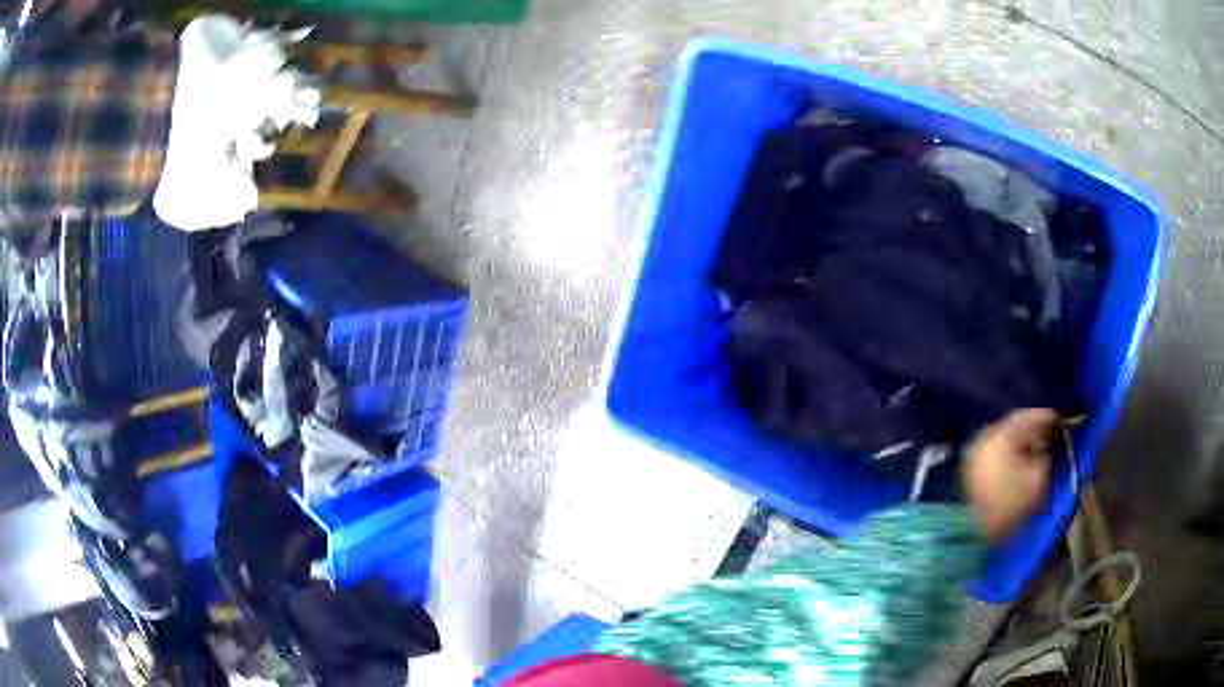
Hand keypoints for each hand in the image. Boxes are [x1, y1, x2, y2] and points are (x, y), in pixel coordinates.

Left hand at [963, 409, 1055, 541]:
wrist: (974, 533)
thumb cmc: (1010, 506)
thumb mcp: (1038, 479)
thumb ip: (1045, 456)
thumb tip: (1045, 447)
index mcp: (1000, 436)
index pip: (1026, 418)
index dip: (1044, 417)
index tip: (1058, 419)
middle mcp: (984, 438)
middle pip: (1012, 425)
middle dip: (1031, 428)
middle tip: (1048, 431)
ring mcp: (974, 453)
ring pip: (1002, 437)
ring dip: (1019, 439)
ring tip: (1036, 446)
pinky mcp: (969, 469)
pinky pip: (993, 450)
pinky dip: (1007, 451)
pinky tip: (1019, 459)